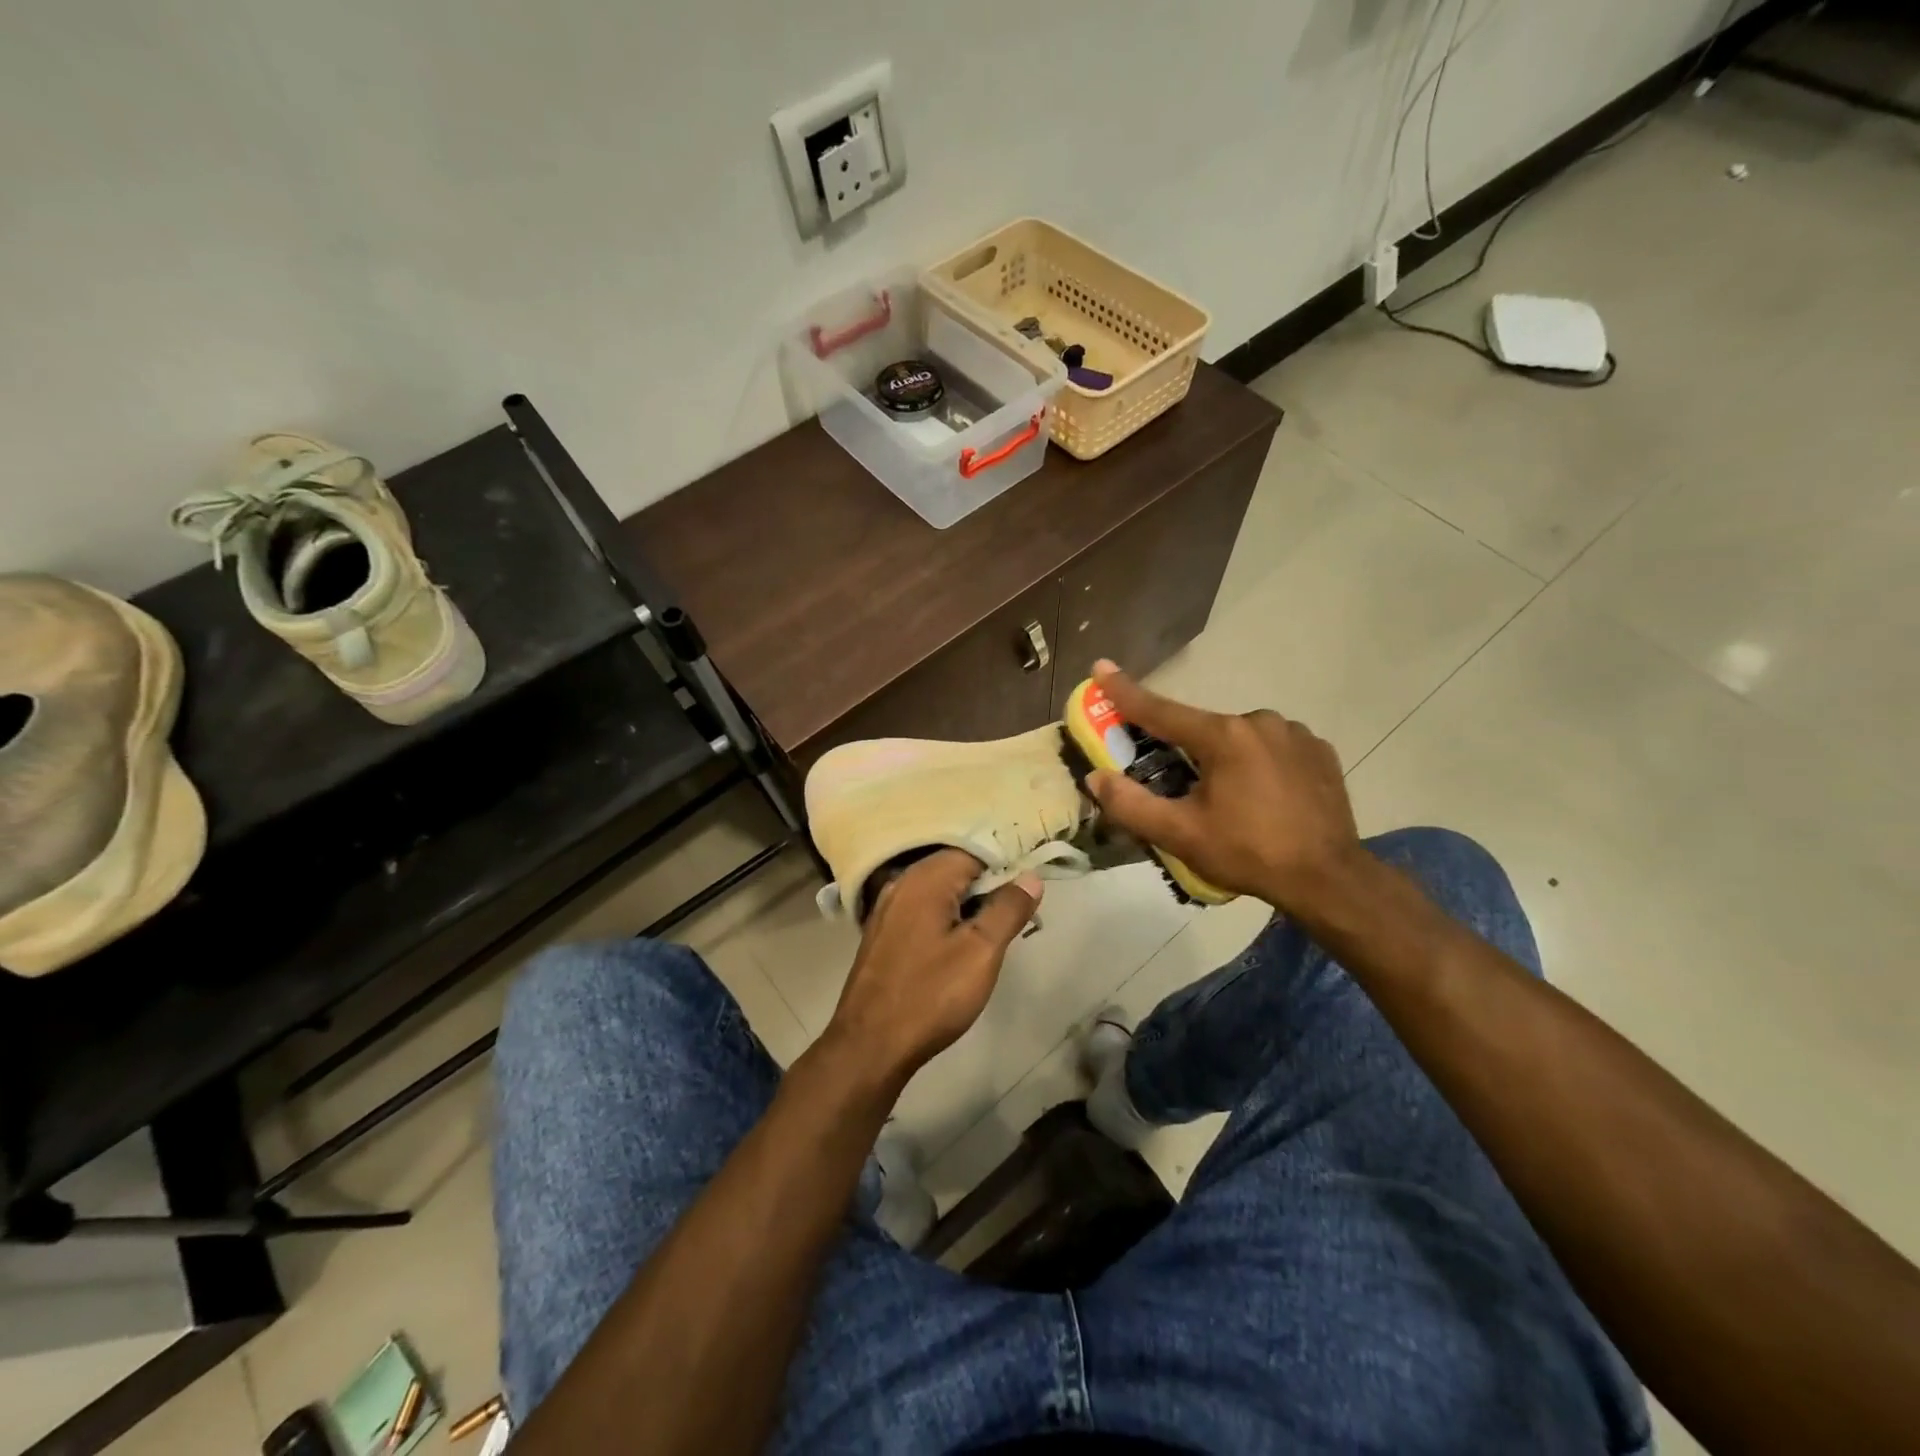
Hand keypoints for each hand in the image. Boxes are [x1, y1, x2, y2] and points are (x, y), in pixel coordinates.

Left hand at [824, 850, 1040, 1086]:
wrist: (870, 1044)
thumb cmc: (931, 994)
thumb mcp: (982, 951)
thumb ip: (1008, 908)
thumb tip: (1030, 876)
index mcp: (925, 878)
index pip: (975, 850)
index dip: (1006, 864)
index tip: (1029, 887)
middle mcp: (902, 883)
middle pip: (956, 868)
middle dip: (989, 885)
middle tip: (1018, 912)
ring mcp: (887, 908)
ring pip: (939, 891)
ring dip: (969, 904)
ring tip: (995, 930)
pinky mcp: (882, 933)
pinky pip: (923, 910)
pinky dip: (946, 917)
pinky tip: (960, 944)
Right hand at [1082, 661, 1364, 917]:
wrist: (1329, 879)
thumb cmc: (1248, 853)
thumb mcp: (1180, 835)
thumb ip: (1131, 805)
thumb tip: (1096, 778)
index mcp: (1223, 736)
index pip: (1161, 710)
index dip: (1125, 691)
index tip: (1100, 667)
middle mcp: (1259, 721)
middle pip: (1203, 729)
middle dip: (1185, 750)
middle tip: (1182, 787)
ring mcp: (1295, 733)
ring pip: (1240, 738)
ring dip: (1225, 758)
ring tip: (1230, 801)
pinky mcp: (1320, 750)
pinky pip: (1273, 747)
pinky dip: (1258, 763)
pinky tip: (1264, 795)